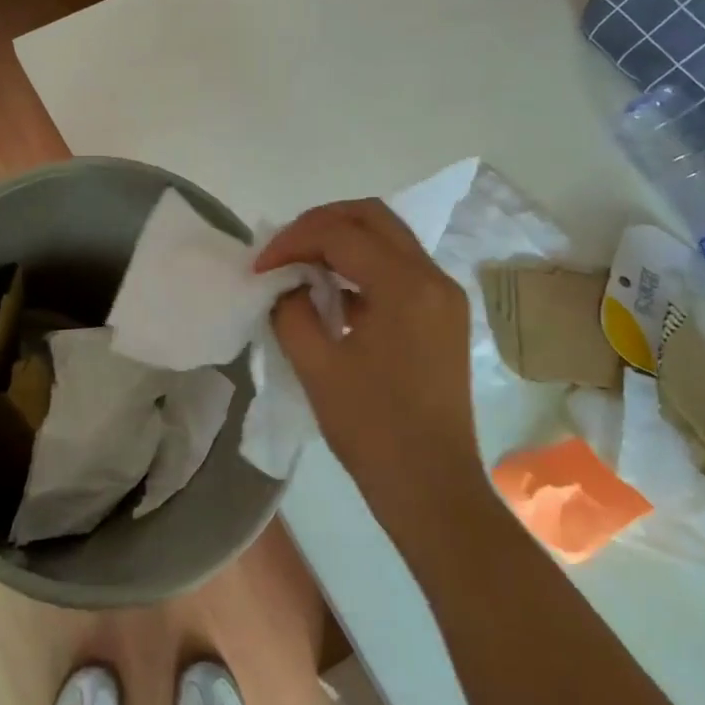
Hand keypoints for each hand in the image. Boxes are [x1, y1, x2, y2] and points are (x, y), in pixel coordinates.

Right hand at [256, 200, 480, 528]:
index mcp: (405, 286)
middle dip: (320, 223)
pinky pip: (400, 267)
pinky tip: (334, 294)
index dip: (291, 241)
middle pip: (372, 216)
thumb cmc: (373, 430)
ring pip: (389, 237)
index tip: (259, 268)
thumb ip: (291, 310)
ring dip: (342, 241)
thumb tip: (285, 285)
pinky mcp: (445, 314)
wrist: (432, 488)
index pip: (340, 233)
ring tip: (301, 268)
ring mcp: (445, 295)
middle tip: (283, 250)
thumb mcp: (317, 366)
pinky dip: (363, 265)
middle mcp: (433, 277)